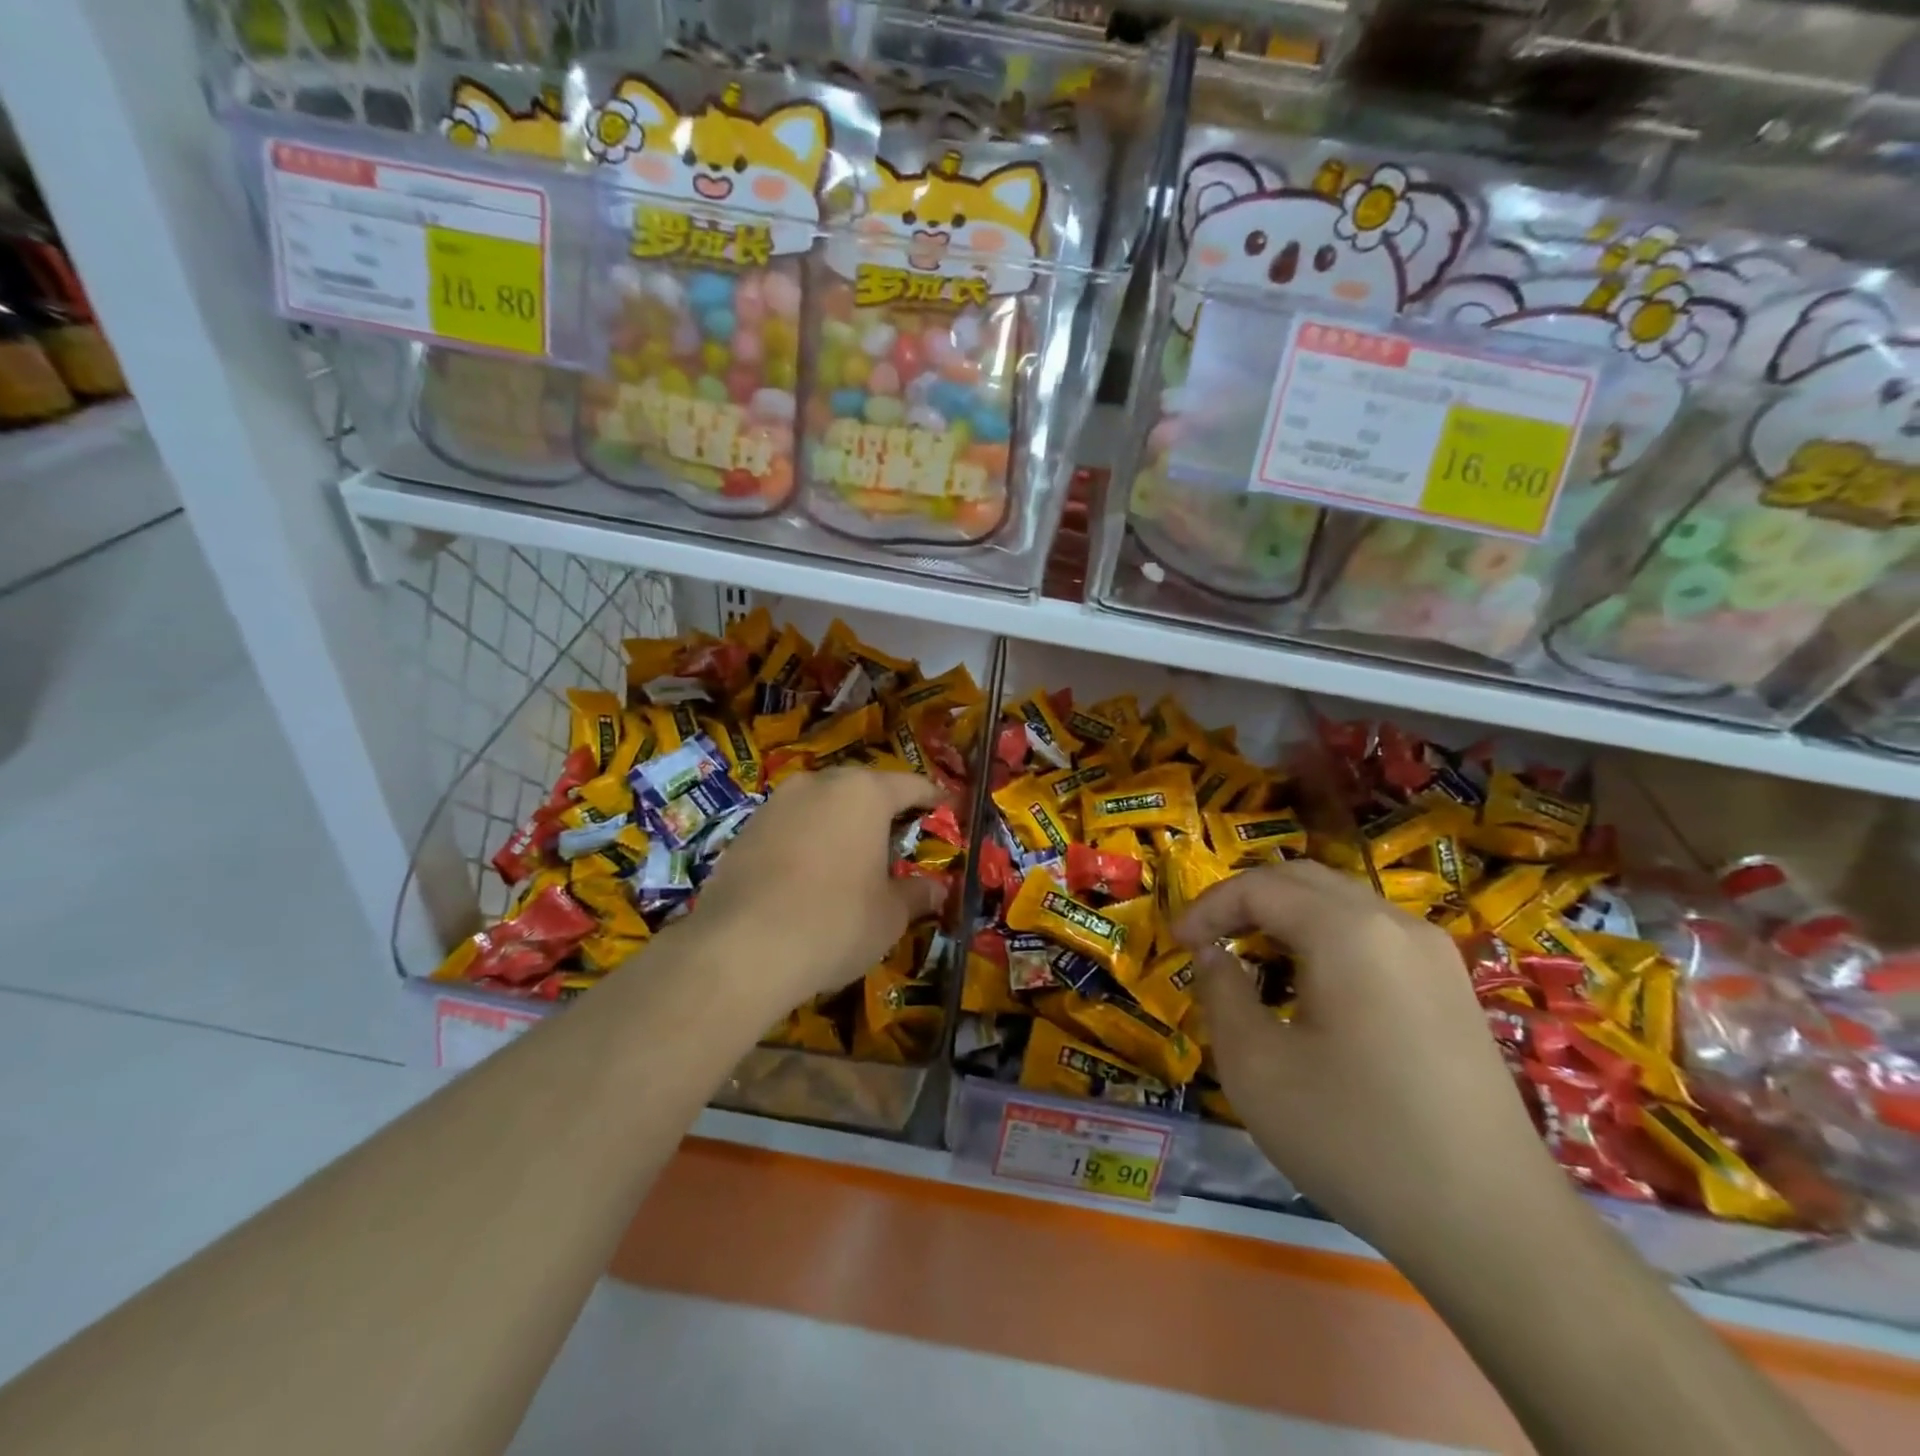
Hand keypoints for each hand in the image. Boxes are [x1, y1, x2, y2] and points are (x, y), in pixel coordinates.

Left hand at [691, 767, 948, 1015]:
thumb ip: (916, 894)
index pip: (910, 785)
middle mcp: (818, 784)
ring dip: (840, 825)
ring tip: (852, 859)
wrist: (740, 949)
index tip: (947, 808)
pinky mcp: (744, 831)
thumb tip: (936, 889)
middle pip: (862, 789)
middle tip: (899, 839)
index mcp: (863, 792)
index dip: (933, 798)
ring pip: (821, 805)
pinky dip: (807, 842)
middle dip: (882, 810)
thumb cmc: (835, 921)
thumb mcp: (890, 915)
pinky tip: (809, 877)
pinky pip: (790, 828)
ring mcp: (775, 804)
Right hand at [1174, 861, 1565, 1253]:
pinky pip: (1374, 935)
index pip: (1259, 886)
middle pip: (1304, 879)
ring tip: (1253, 961)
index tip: (1177, 944)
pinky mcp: (1454, 990)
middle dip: (1245, 901)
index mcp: (1348, 932)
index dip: (1208, 906)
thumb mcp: (1256, 1068)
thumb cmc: (1356, 1139)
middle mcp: (1396, 925)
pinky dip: (1327, 939)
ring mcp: (1435, 955)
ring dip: (1287, 917)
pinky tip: (1313, 989)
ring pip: (1342, 903)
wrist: (1494, 1228)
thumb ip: (1221, 993)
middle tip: (1209, 941)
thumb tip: (1214, 955)